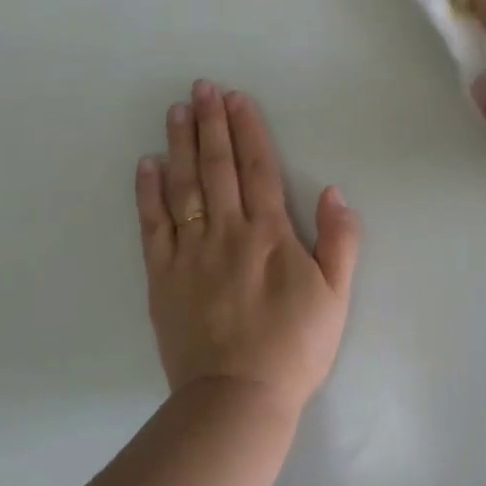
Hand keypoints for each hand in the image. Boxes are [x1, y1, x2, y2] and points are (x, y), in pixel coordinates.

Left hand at [135, 82, 360, 413]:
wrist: (238, 397)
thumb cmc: (296, 345)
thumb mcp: (337, 295)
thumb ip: (339, 240)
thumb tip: (332, 191)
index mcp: (270, 234)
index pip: (258, 169)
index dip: (248, 130)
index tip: (237, 98)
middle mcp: (227, 233)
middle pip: (218, 168)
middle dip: (211, 124)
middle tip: (201, 87)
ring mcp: (189, 253)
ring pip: (183, 187)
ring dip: (180, 145)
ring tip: (176, 111)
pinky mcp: (162, 278)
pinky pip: (152, 226)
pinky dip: (148, 192)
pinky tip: (147, 165)